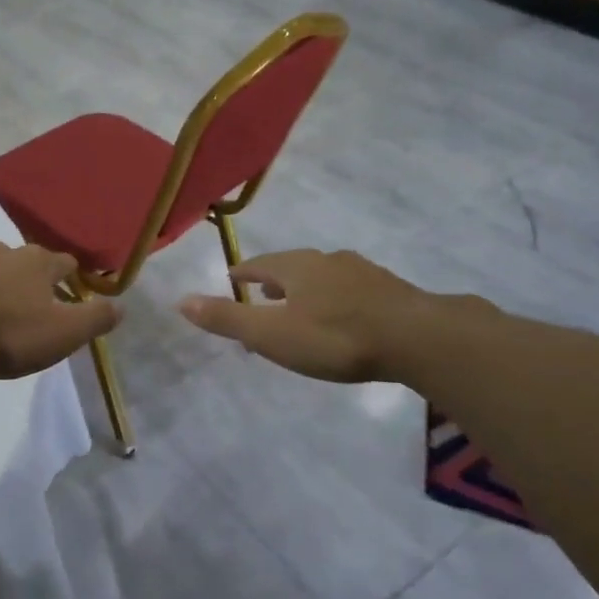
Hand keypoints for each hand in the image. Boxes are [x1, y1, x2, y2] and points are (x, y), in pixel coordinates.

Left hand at [0, 242, 119, 380]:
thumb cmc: (6, 334)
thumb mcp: (62, 334)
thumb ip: (94, 319)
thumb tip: (121, 306)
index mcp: (34, 263)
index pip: (64, 263)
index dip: (71, 278)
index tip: (73, 294)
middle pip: (19, 261)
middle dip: (25, 279)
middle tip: (27, 308)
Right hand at [178, 249, 448, 383]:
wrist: (417, 337)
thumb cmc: (335, 337)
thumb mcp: (272, 334)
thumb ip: (228, 318)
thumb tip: (181, 300)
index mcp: (295, 267)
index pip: (259, 264)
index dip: (243, 272)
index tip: (232, 276)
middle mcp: (326, 260)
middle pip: (292, 266)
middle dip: (274, 278)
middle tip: (262, 292)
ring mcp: (361, 272)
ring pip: (323, 275)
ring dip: (306, 286)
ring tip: (300, 303)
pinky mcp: (389, 289)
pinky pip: (350, 287)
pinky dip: (335, 296)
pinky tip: (344, 313)